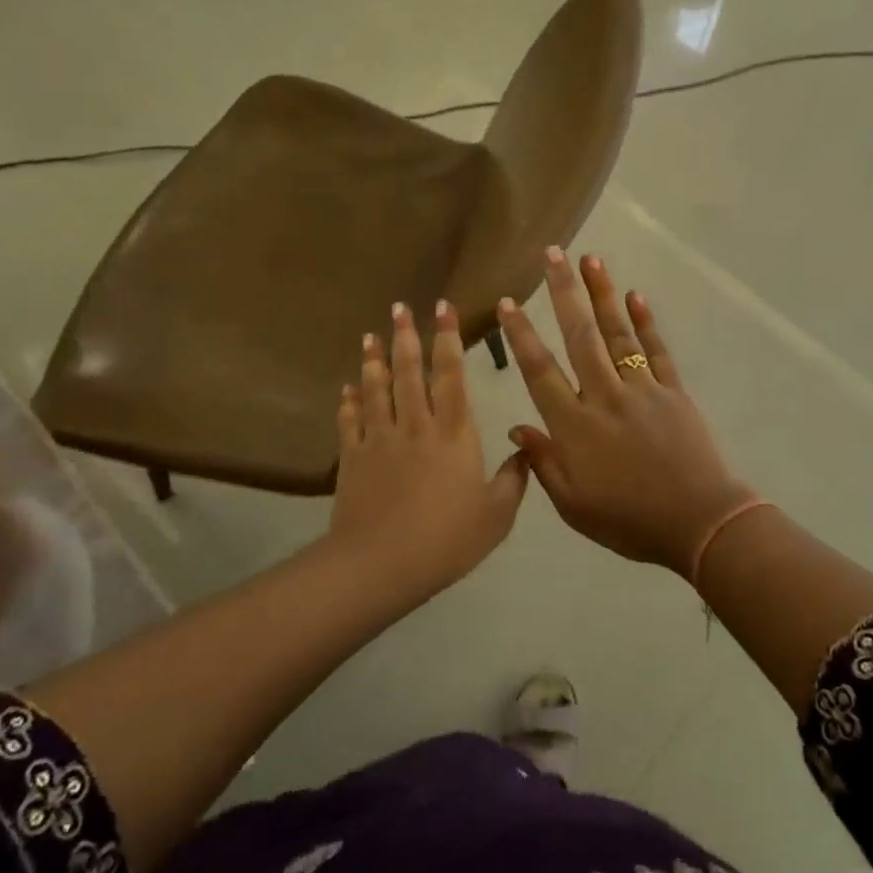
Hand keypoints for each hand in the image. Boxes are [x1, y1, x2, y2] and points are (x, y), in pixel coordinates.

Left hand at [330, 300, 530, 596]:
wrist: (381, 564)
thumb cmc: (447, 540)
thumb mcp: (496, 516)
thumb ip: (514, 480)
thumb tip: (526, 449)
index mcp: (454, 433)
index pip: (451, 375)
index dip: (447, 340)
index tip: (443, 310)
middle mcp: (415, 425)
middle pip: (408, 372)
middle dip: (405, 336)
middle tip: (398, 307)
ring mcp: (379, 439)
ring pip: (375, 389)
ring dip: (373, 360)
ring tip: (370, 335)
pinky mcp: (352, 458)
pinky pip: (349, 421)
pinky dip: (348, 402)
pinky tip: (346, 388)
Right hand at [499, 249, 754, 580]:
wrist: (699, 523)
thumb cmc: (629, 520)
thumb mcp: (573, 505)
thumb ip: (543, 463)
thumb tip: (517, 427)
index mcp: (575, 426)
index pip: (540, 371)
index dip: (521, 335)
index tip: (508, 303)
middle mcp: (605, 396)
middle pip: (580, 336)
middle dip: (563, 293)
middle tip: (552, 254)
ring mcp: (642, 390)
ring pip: (617, 334)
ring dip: (603, 294)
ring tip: (590, 260)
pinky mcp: (674, 392)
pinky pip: (657, 350)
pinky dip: (646, 322)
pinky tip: (635, 296)